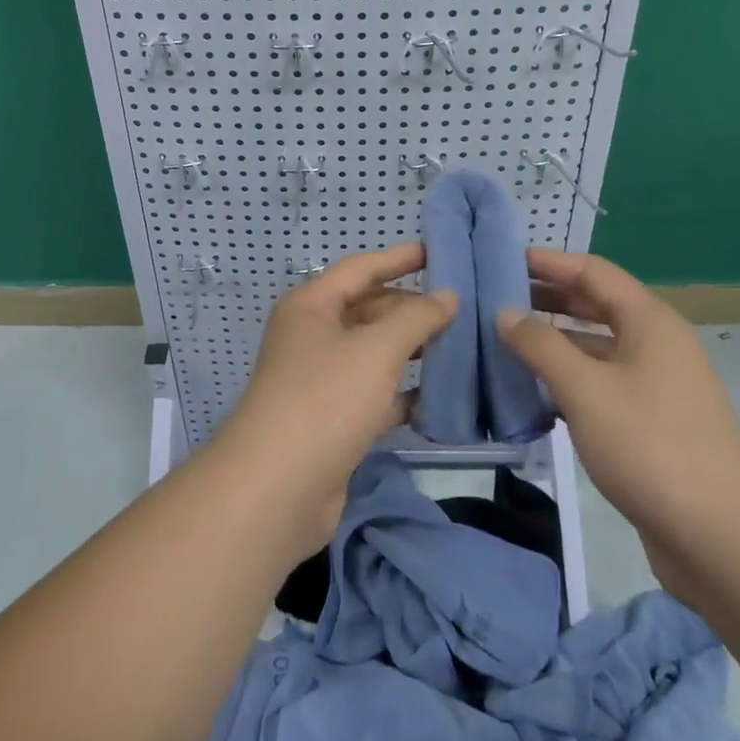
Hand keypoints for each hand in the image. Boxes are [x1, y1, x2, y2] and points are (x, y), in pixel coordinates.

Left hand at [221, 244, 455, 552]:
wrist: (277, 489)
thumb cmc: (325, 398)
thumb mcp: (376, 349)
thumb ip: (416, 318)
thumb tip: (447, 296)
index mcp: (312, 306)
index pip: (361, 268)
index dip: (400, 258)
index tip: (440, 251)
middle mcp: (313, 336)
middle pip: (369, 310)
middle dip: (412, 308)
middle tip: (462, 306)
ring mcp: (322, 381)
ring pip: (374, 354)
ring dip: (412, 350)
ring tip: (461, 345)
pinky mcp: (334, 422)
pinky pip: (376, 395)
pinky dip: (404, 394)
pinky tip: (440, 397)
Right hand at [496, 250, 739, 595]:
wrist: (723, 539)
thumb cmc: (651, 446)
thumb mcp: (584, 389)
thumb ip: (540, 345)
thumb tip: (505, 312)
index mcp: (649, 321)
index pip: (593, 272)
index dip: (550, 262)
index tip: (506, 260)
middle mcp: (657, 344)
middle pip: (597, 305)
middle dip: (550, 298)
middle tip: (500, 298)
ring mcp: (659, 385)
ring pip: (599, 347)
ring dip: (557, 340)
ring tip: (509, 340)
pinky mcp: (654, 423)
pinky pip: (604, 383)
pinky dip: (571, 378)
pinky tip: (537, 391)